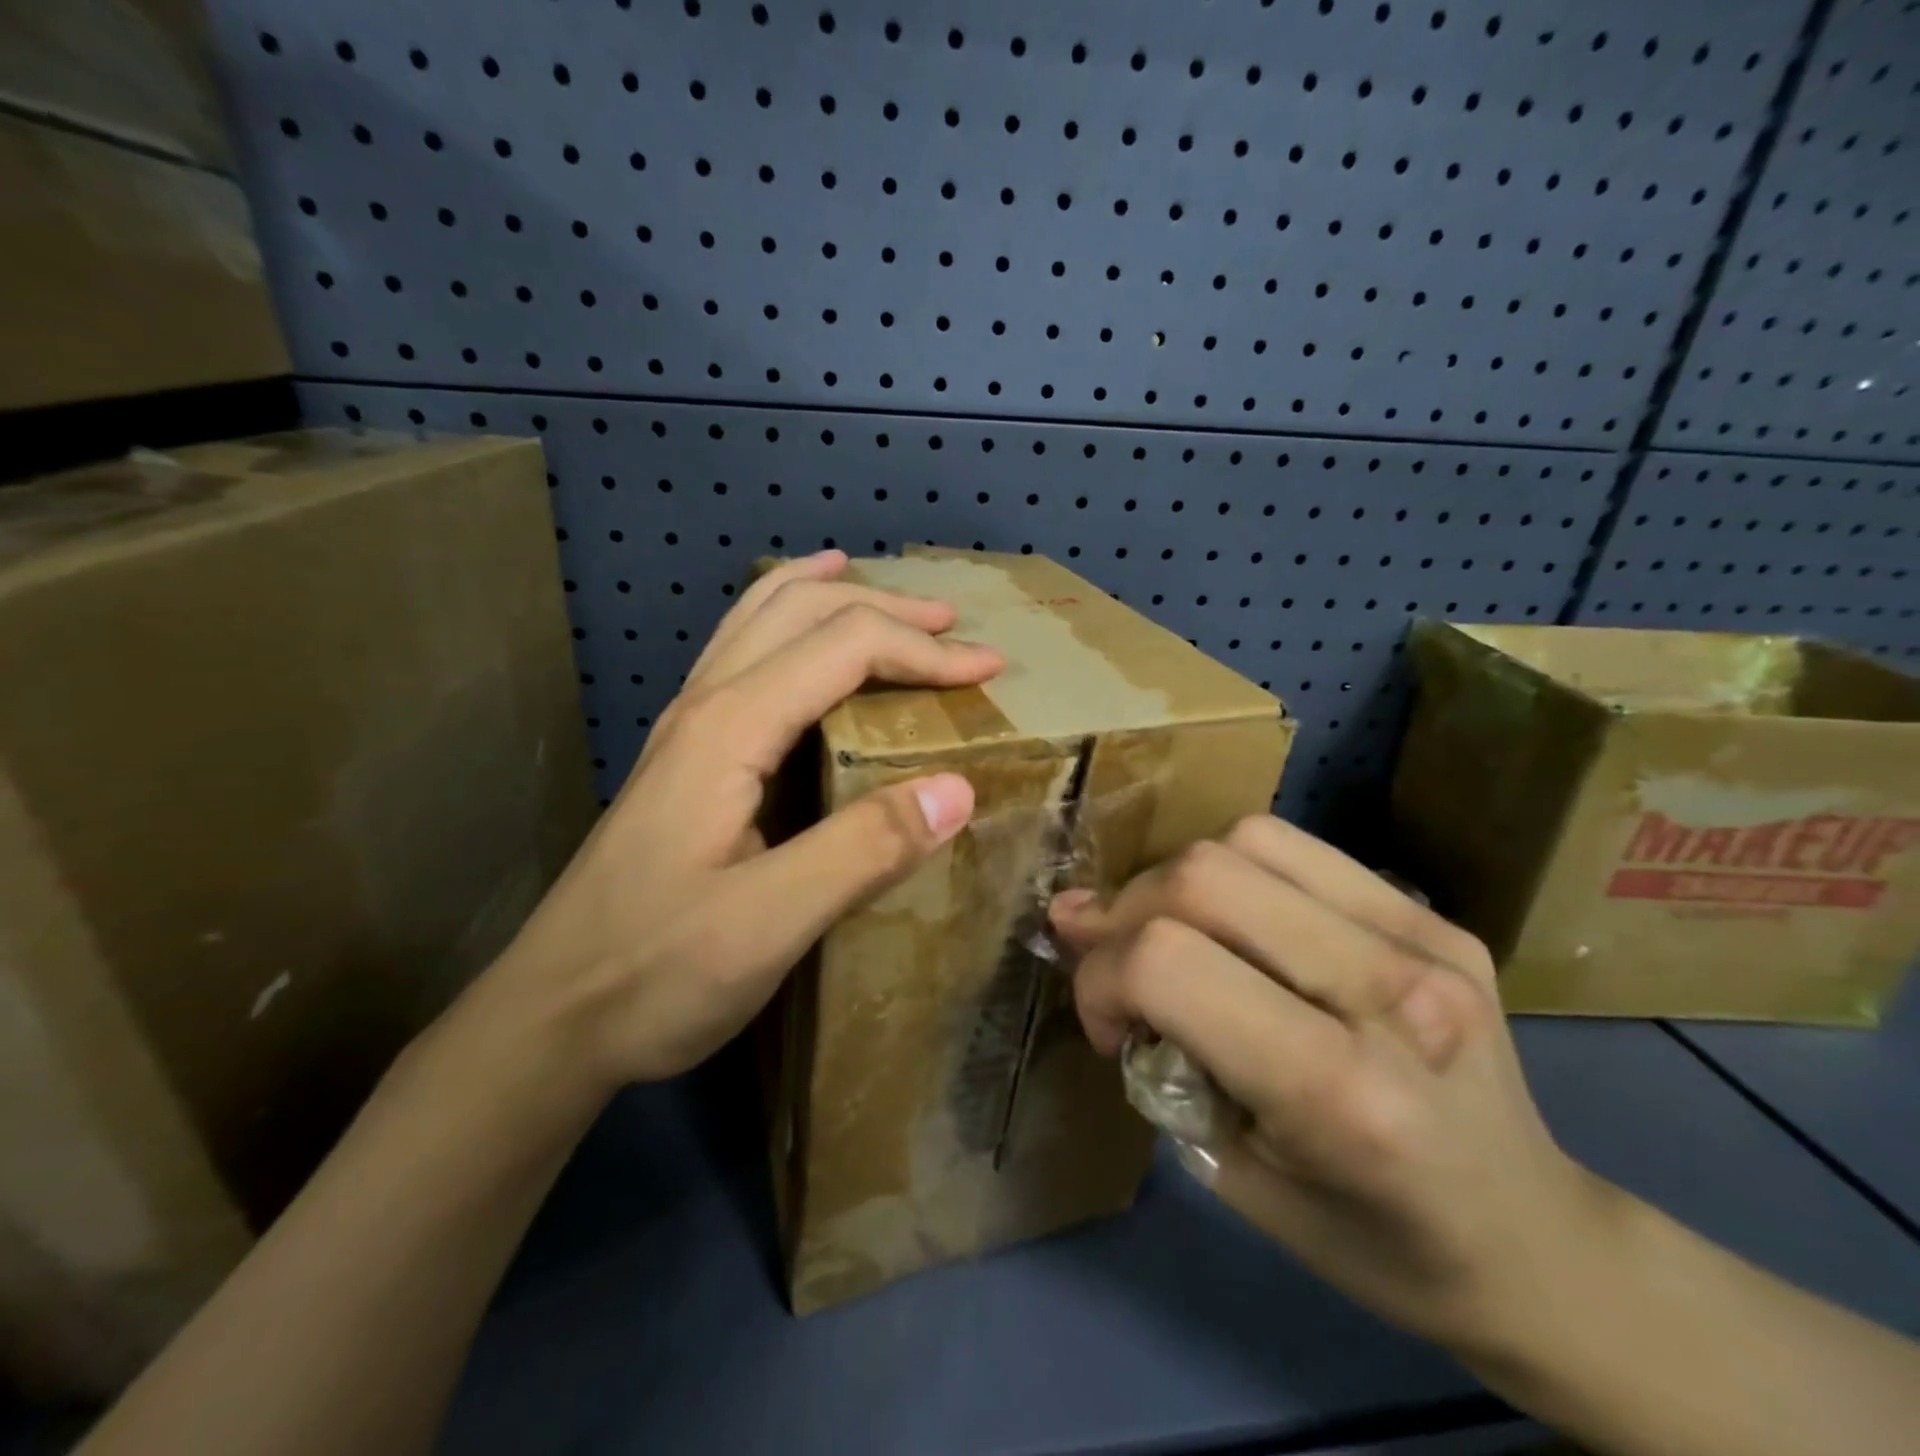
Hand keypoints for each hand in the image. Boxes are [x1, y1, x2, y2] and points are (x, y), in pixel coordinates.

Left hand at [475, 549, 1001, 1090]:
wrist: (548, 1019)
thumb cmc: (653, 974)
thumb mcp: (768, 923)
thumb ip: (864, 851)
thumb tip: (958, 787)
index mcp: (729, 729)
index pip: (843, 647)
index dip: (923, 650)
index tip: (989, 670)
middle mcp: (704, 707)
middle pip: (799, 612)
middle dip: (885, 607)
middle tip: (953, 622)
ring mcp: (685, 729)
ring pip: (758, 621)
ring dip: (827, 596)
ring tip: (876, 587)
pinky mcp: (684, 759)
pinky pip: (740, 657)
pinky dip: (784, 623)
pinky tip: (798, 640)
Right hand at [1049, 816, 1611, 1355]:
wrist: (1536, 1244)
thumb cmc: (1370, 1239)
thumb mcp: (1229, 1165)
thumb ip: (1151, 1044)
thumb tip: (1077, 930)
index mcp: (1340, 1091)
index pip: (1167, 965)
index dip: (1101, 979)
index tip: (1105, 1026)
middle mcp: (1391, 993)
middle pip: (1201, 879)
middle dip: (1127, 917)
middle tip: (1126, 972)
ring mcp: (1422, 938)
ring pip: (1243, 842)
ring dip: (1178, 884)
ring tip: (1179, 938)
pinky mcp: (1432, 914)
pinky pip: (1294, 847)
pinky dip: (1236, 871)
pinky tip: (1237, 921)